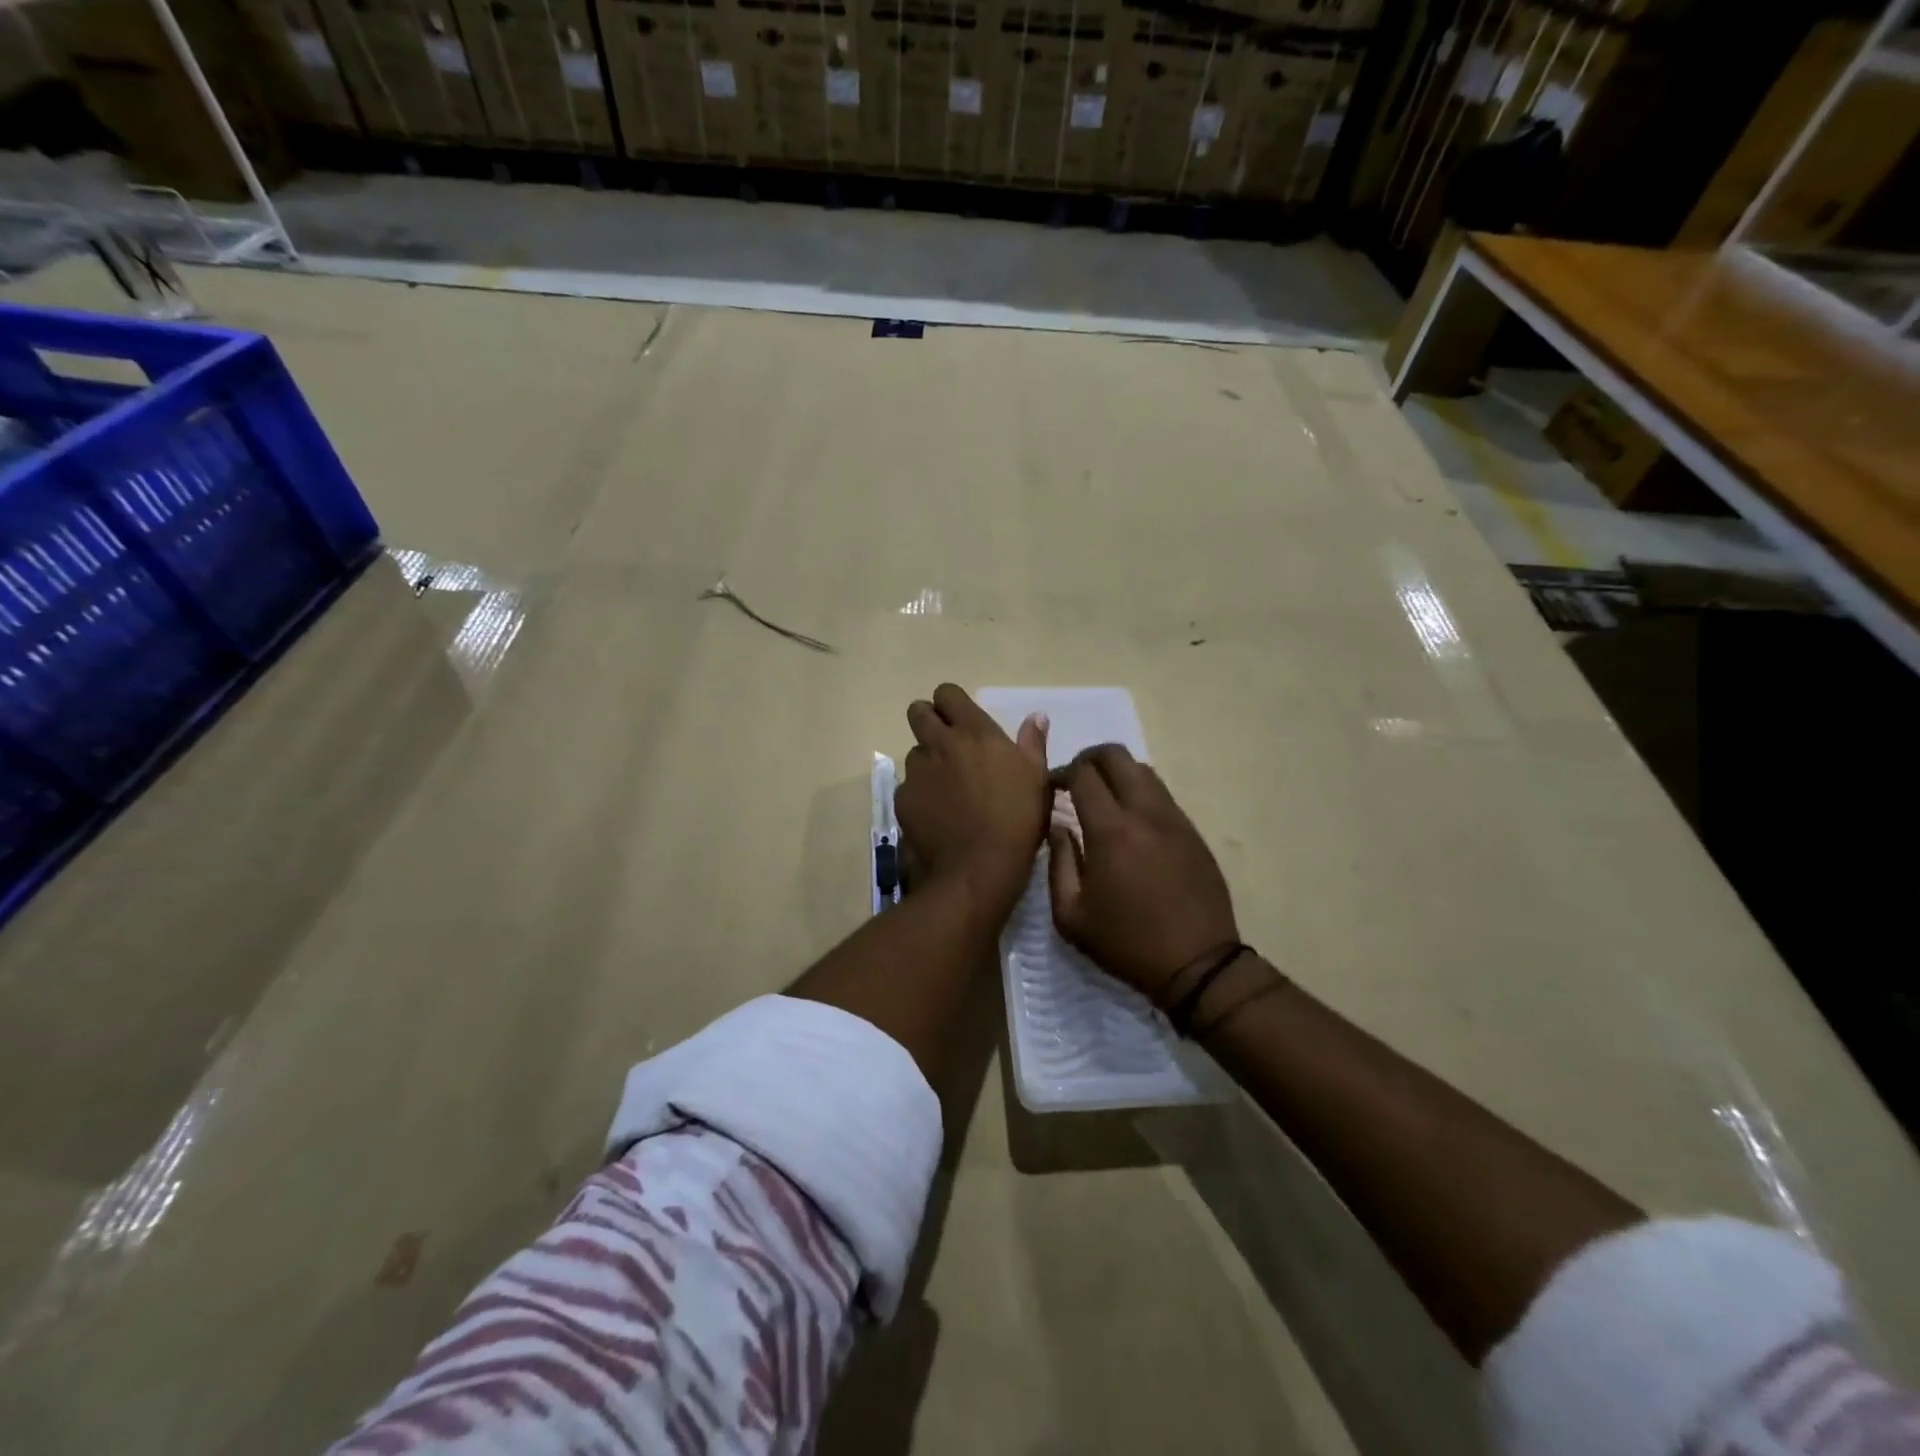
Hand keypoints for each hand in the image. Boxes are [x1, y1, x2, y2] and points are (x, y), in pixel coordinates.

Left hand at [896, 685, 1050, 919]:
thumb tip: (1036, 717)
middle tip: (946, 744)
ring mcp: (917, 772)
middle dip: (928, 720)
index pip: (947, 694)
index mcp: (975, 733)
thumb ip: (1032, 744)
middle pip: (918, 712)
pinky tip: (936, 816)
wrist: (978, 868)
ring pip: (914, 753)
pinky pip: (908, 787)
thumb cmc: (1017, 821)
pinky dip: (919, 795)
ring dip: (927, 762)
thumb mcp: (1037, 780)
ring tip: (946, 790)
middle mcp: (940, 744)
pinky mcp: (902, 799)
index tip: (960, 719)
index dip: (950, 703)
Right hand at [1048, 745, 1238, 1006]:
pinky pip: (1162, 795)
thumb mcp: (1071, 916)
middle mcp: (1145, 813)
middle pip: (1116, 756)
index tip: (1051, 786)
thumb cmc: (1127, 944)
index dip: (1061, 771)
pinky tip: (1131, 822)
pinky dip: (1139, 793)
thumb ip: (1058, 863)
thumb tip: (1058, 828)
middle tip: (1075, 780)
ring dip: (1117, 773)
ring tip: (1102, 798)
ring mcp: (1174, 819)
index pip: (1083, 774)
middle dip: (1089, 758)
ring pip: (1143, 771)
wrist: (1199, 965)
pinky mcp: (1193, 832)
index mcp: (1111, 831)